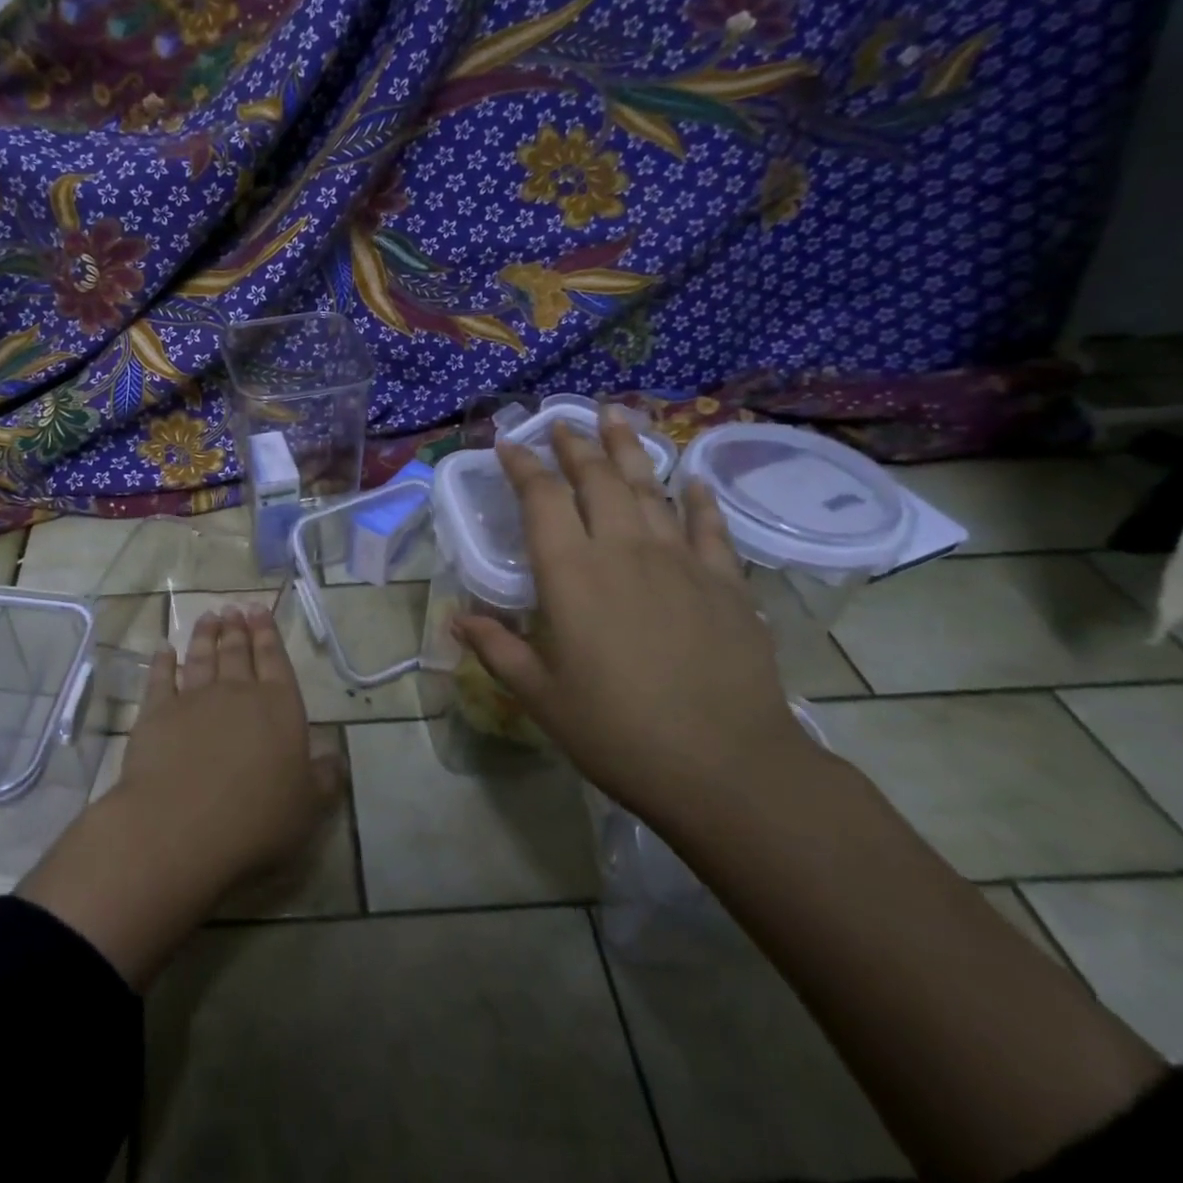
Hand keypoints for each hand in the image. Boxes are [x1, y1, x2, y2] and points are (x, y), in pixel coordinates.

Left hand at [115, 606, 344, 887]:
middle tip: (234, 608)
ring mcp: (194, 699)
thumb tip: (337, 760)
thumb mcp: (307, 807)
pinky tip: (163, 650)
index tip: (259, 610)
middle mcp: (237, 693)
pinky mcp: (156, 714)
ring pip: (201, 658)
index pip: (275, 660)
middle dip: (237, 629)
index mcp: (279, 707)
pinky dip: (162, 662)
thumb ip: (324, 779)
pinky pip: (160, 679)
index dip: (268, 634)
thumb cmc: (255, 819)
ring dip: (205, 636)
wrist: (181, 826)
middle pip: (237, 653)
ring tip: (208, 617)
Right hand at [451, 407, 805, 825]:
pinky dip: (698, 498)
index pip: (540, 499)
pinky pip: (709, 525)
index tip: (508, 442)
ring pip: (650, 488)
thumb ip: (496, 650)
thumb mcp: (541, 696)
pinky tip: (692, 478)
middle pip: (597, 479)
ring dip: (630, 449)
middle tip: (563, 419)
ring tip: (617, 415)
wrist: (726, 767)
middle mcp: (623, 551)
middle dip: (576, 444)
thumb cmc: (618, 732)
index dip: (522, 465)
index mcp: (571, 575)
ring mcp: (680, 561)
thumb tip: (456, 619)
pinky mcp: (725, 582)